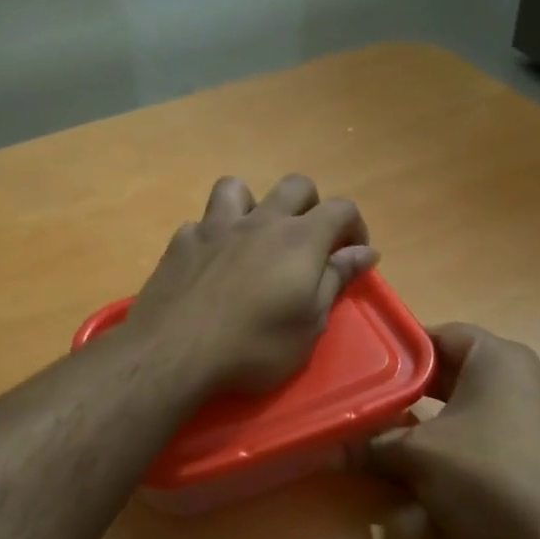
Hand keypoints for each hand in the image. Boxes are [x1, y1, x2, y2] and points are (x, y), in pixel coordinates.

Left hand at [129, 175, 378, 394]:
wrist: (174, 352)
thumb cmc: (254, 347)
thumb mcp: (309, 325)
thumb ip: (336, 280)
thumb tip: (365, 252)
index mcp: (300, 239)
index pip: (341, 208)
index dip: (355, 226)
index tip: (353, 254)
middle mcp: (260, 221)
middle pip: (295, 186)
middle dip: (311, 206)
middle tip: (308, 244)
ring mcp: (215, 226)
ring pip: (238, 187)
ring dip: (253, 204)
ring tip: (253, 237)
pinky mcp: (181, 242)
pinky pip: (201, 223)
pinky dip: (213, 236)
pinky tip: (211, 263)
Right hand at [364, 323, 539, 538]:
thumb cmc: (488, 477)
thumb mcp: (418, 457)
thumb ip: (371, 447)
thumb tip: (326, 451)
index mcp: (500, 358)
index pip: (442, 334)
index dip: (401, 349)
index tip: (367, 368)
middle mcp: (528, 378)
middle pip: (458, 371)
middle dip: (413, 390)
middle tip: (372, 403)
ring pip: (474, 407)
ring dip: (435, 421)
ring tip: (394, 438)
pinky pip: (494, 435)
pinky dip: (462, 444)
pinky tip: (437, 471)